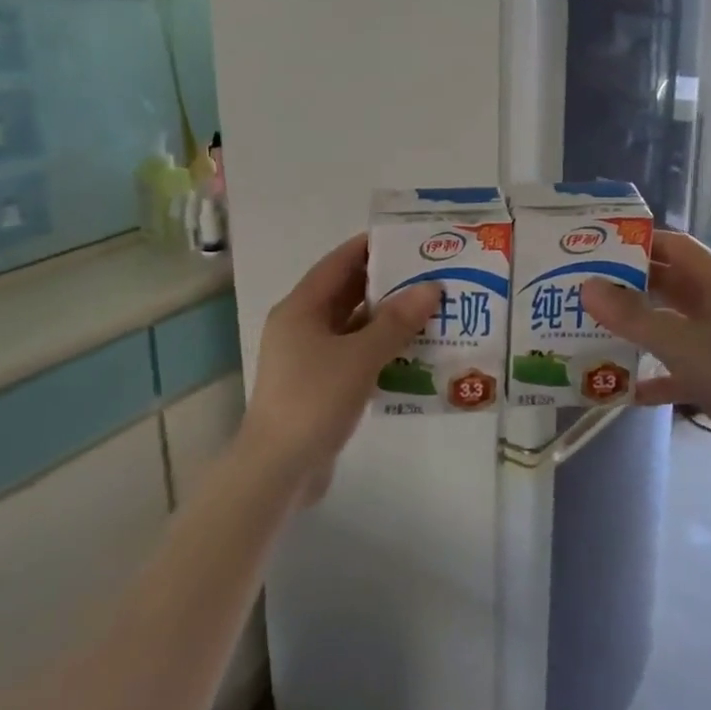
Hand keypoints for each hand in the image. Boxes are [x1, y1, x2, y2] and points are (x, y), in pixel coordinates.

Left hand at [242, 234, 440, 500]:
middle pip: (347, 293)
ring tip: (431, 311)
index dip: (371, 248)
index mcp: (301, 308)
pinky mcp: (319, 385)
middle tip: (430, 276)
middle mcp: (302, 326)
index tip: (408, 240)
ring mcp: (309, 358)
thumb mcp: (360, 356)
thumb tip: (430, 288)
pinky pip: (354, 355)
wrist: (278, 469)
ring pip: (353, 327)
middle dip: (387, 284)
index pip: (339, 263)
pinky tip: (414, 354)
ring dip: (387, 320)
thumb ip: (396, 322)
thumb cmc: (314, 400)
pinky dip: (380, 350)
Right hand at [580, 231, 710, 478]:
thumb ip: (631, 316)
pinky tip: (619, 385)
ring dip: (636, 328)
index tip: (599, 248)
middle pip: (669, 284)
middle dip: (629, 286)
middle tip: (586, 287)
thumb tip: (588, 288)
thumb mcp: (679, 342)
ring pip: (669, 325)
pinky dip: (651, 374)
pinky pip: (675, 367)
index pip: (677, 247)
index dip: (640, 243)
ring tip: (592, 327)